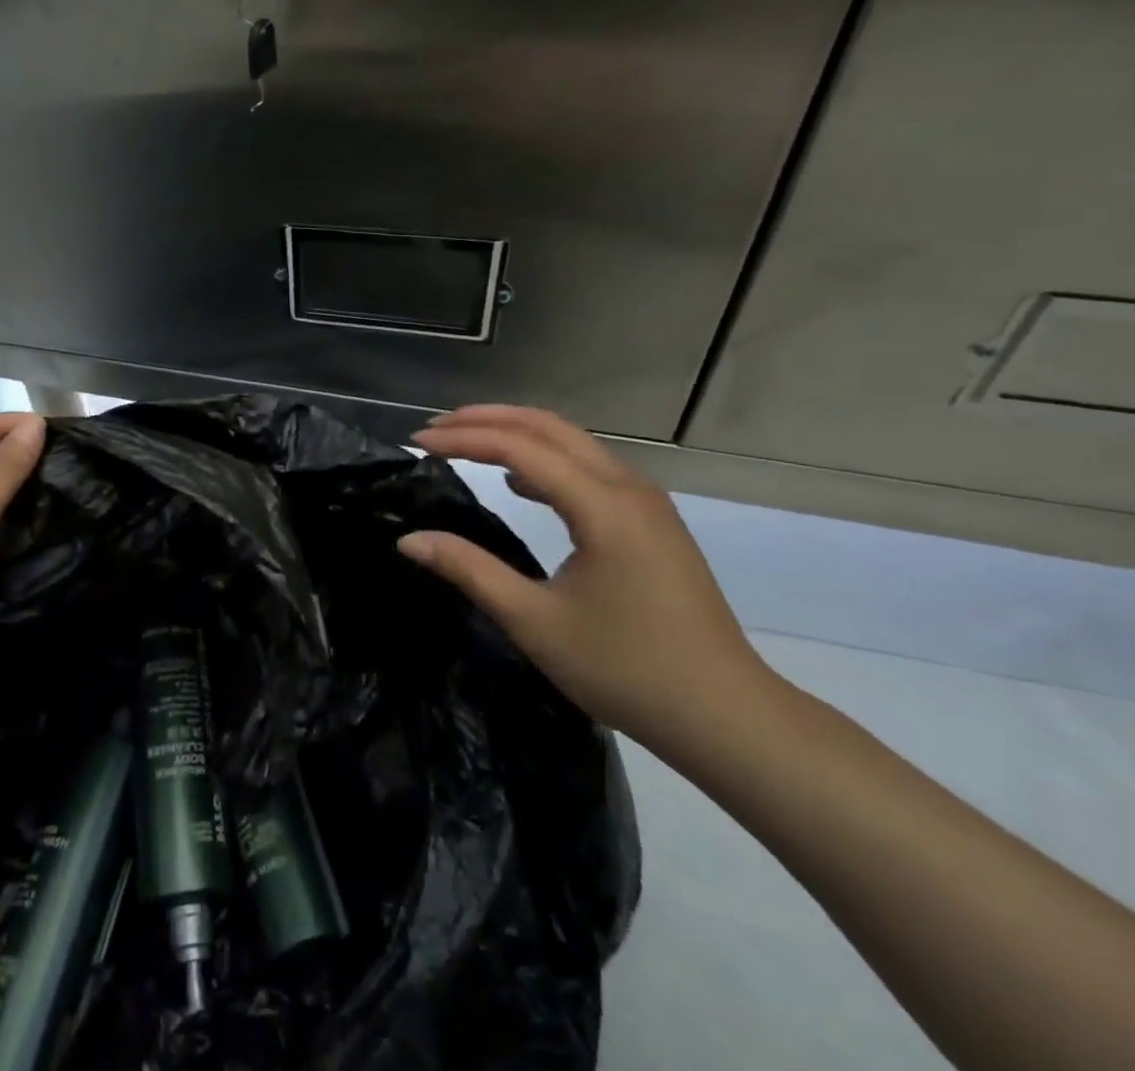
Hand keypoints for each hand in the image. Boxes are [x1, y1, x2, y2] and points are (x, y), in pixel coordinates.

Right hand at [399, 405, 773, 761]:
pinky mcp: (651, 521)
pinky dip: (544, 459)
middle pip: (548, 427)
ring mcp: (645, 502)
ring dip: (516, 433)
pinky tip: (518, 483)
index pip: (519, 447)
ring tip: (466, 442)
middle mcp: (627, 487)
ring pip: (572, 442)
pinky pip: (589, 467)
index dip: (464, 438)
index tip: (417, 442)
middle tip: (434, 430)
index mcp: (602, 506)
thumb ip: (469, 570)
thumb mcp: (534, 622)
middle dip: (486, 419)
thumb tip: (409, 540)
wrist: (725, 715)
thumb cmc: (626, 670)